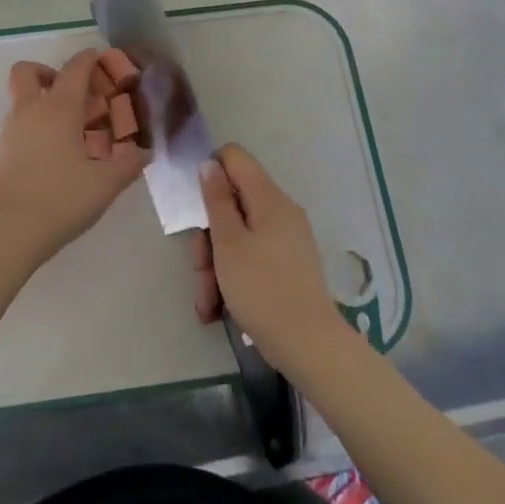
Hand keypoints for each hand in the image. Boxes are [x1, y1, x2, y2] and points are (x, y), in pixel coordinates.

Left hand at [0, 48, 149, 270]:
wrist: (7, 231)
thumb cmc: (61, 199)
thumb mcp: (105, 184)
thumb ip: (128, 164)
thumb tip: (144, 152)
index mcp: (59, 109)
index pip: (74, 69)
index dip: (88, 60)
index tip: (100, 60)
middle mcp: (30, 111)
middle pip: (27, 72)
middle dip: (48, 72)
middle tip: (72, 93)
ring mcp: (10, 132)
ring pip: (22, 100)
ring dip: (42, 103)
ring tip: (71, 132)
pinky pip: (18, 126)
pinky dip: (35, 128)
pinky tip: (54, 156)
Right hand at [198, 143, 346, 368]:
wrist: (310, 347)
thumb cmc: (262, 289)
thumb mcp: (228, 244)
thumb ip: (216, 201)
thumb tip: (210, 164)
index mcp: (269, 199)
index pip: (234, 157)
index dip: (209, 171)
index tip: (194, 205)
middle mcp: (280, 212)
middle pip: (232, 203)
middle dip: (208, 235)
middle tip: (199, 268)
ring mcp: (285, 240)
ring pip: (237, 235)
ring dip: (215, 265)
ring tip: (207, 302)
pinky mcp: (286, 265)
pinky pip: (251, 257)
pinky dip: (232, 277)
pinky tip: (218, 308)